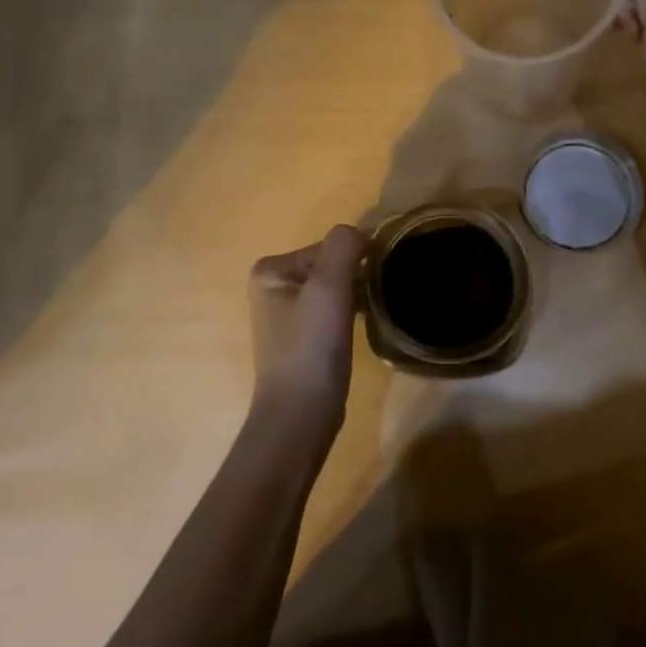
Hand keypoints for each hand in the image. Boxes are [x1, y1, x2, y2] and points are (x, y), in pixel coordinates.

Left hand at [248, 225, 368, 435]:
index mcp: (270, 269)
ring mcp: (284, 314)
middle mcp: (271, 287)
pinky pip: (331, 310)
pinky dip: (349, 313)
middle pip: (330, 265)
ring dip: (355, 295)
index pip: (328, 246)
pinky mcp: (300, 338)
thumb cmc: (311, 347)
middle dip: (355, 277)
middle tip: (375, 298)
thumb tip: (360, 233)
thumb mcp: (329, 287)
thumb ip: (343, 247)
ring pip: (333, 288)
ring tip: (370, 313)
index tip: (375, 279)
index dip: (356, 259)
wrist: (301, 413)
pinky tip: (360, 329)